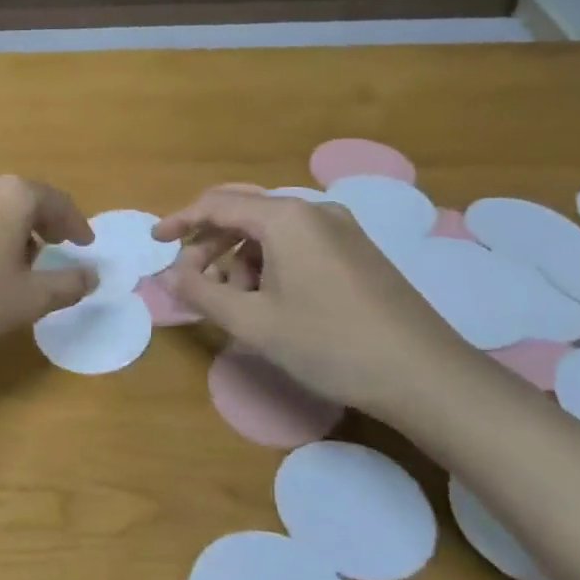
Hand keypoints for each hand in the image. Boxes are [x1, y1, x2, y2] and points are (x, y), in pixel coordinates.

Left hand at [0, 173, 96, 357]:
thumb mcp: (29, 298)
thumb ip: (68, 284)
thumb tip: (93, 275)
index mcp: (13, 195)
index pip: (58, 202)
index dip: (76, 224)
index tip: (85, 245)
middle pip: (25, 199)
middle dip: (44, 224)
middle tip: (55, 249)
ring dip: (13, 228)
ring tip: (18, 260)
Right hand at [153, 189, 484, 424]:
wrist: (424, 374)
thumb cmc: (329, 344)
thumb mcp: (254, 322)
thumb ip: (202, 293)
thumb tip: (168, 276)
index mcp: (286, 219)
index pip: (218, 204)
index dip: (180, 220)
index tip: (155, 241)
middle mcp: (314, 212)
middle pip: (245, 213)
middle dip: (210, 243)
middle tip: (191, 280)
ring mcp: (341, 230)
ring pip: (271, 231)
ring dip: (240, 258)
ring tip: (233, 301)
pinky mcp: (357, 252)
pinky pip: (298, 244)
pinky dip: (270, 264)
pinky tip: (270, 301)